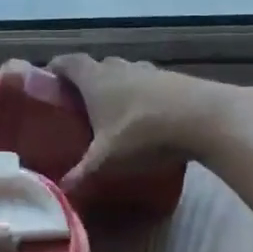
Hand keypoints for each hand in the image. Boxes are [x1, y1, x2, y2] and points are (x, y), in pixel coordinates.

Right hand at [47, 54, 239, 195]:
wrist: (203, 118)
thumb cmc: (142, 133)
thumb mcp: (107, 159)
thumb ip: (82, 173)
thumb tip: (59, 189)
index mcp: (95, 79)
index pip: (69, 62)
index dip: (57, 67)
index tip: (49, 77)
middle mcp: (119, 67)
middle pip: (97, 65)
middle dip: (87, 80)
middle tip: (80, 102)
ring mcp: (149, 70)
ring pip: (125, 72)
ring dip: (117, 86)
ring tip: (114, 110)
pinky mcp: (174, 79)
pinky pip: (149, 83)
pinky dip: (142, 95)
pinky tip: (147, 115)